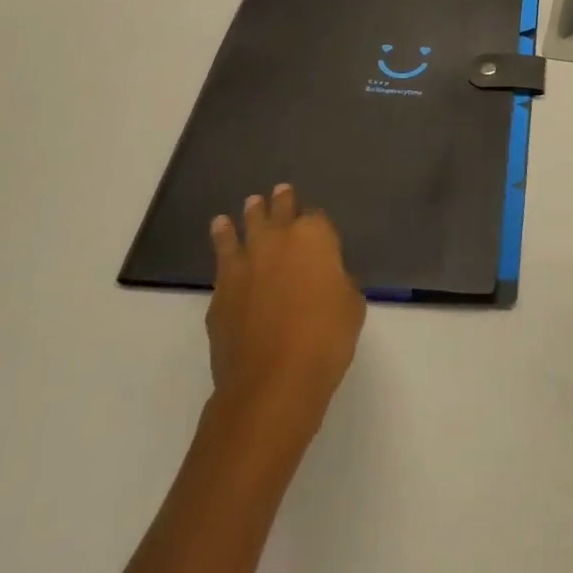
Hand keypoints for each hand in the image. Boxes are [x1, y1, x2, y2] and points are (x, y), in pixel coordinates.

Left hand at [207, 185, 366, 424]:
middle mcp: (277, 240)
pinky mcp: (220, 293)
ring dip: (245, 217)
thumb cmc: (325, 337)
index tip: (316, 223)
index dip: (317, 221)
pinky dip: (223, 245)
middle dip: (280, 201)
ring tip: (245, 207)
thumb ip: (338, 281)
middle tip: (279, 191)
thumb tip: (325, 279)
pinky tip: (222, 245)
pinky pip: (222, 261)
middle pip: (278, 211)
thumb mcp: (351, 304)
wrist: (272, 380)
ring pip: (243, 228)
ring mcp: (244, 264)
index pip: (316, 216)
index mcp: (314, 236)